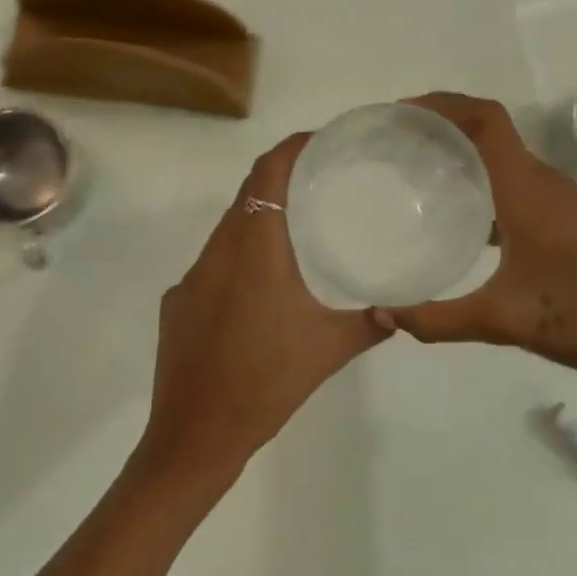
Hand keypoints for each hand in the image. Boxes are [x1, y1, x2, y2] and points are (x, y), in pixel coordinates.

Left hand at [138, 134, 391, 488]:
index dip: (290, 148)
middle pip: (246, 196)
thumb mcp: (329, 350)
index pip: (267, 175)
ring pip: (227, 229)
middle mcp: (217, 252)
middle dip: (279, 179)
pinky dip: (238, 255)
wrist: (195, 434)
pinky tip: (260, 285)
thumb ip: (369, 325)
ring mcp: (191, 278)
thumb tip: (398, 312)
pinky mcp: (178, 302)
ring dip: (258, 218)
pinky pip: (212, 262)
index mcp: (254, 251)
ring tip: (297, 226)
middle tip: (319, 180)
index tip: (319, 141)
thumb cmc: (267, 383)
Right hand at [381, 93, 576, 411]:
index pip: (485, 120)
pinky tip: (462, 213)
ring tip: (420, 169)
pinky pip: (517, 180)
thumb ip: (437, 319)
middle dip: (445, 123)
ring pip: (506, 155)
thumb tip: (382, 316)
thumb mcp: (502, 321)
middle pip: (491, 130)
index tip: (402, 113)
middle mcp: (543, 181)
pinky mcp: (568, 217)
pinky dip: (484, 179)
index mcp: (526, 189)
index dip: (443, 105)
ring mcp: (560, 198)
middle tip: (398, 141)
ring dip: (465, 150)